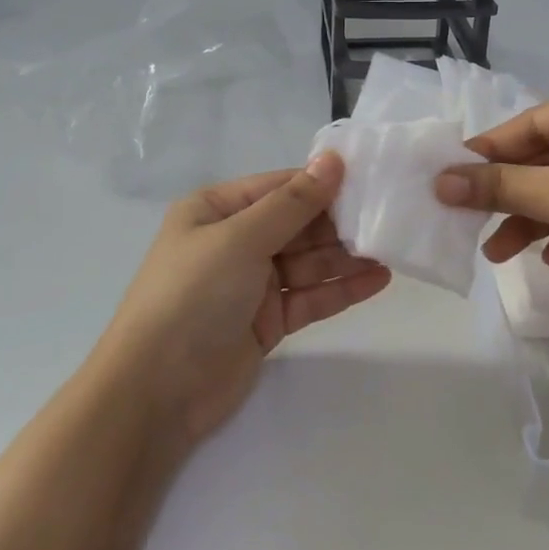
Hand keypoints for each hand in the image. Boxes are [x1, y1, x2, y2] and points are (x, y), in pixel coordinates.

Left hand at [94, 152, 390, 443]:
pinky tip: (377, 280)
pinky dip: (340, 289)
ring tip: (391, 249)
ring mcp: (251, 283)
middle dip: (339, 222)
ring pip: (307, 262)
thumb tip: (333, 159)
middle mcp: (234, 241)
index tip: (370, 178)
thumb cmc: (193, 295)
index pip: (279, 187)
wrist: (157, 390)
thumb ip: (293, 203)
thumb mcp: (241, 238)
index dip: (322, 183)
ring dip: (345, 256)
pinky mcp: (267, 321)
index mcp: (216, 211)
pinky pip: (309, 296)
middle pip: (297, 224)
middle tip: (388, 217)